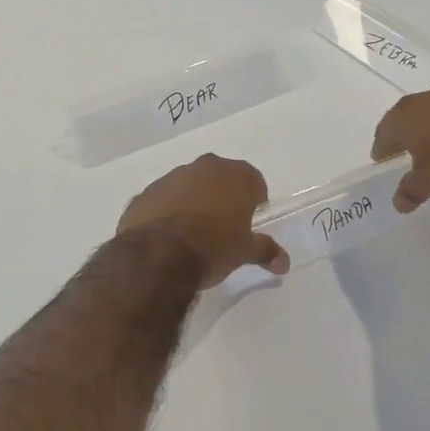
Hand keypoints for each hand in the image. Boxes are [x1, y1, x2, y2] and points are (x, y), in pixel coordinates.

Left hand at [116, 154, 289, 286]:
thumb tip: (284, 262)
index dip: (254, 201)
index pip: (254, 182)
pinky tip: (167, 236)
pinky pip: (163, 199)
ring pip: (189, 186)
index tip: (249, 222)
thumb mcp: (244, 252)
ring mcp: (171, 177)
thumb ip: (265, 251)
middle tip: (223, 227)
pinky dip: (167, 211)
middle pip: (220, 178)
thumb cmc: (212, 248)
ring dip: (193, 201)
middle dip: (223, 197)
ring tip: (192, 233)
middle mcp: (204, 167)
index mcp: (235, 176)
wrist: (157, 256)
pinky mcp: (146, 193)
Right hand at [371, 87, 429, 211]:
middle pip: (409, 116)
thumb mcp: (429, 184)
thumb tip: (399, 202)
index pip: (385, 130)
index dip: (382, 147)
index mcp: (407, 115)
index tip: (382, 159)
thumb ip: (410, 190)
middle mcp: (429, 99)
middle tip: (403, 151)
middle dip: (405, 133)